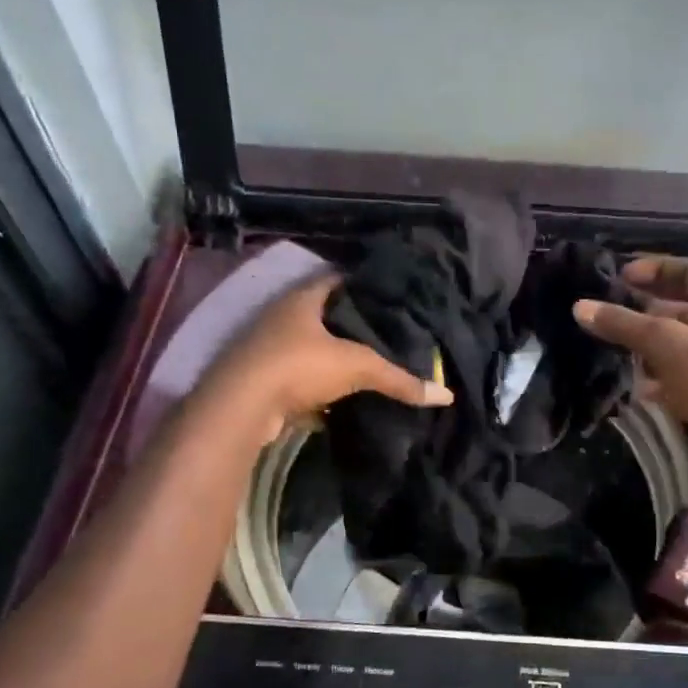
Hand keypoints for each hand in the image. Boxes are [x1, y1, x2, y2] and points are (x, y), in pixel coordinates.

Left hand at [209, 274, 451, 442]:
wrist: (241, 408)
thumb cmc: (298, 366)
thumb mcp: (357, 367)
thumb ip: (399, 379)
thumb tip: (446, 395)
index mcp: (301, 299)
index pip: (336, 279)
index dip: (363, 285)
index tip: (390, 295)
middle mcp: (280, 318)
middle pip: (322, 315)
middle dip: (351, 325)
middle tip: (387, 333)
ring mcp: (267, 350)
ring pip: (309, 349)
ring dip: (332, 358)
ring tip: (368, 365)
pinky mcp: (261, 382)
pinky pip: (298, 381)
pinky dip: (318, 390)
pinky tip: (341, 401)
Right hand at [573, 255, 687, 479]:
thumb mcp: (665, 344)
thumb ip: (623, 324)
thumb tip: (580, 307)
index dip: (656, 268)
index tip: (621, 275)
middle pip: (683, 308)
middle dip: (647, 311)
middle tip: (613, 311)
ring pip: (680, 344)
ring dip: (650, 346)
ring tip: (618, 348)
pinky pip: (682, 375)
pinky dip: (659, 376)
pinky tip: (637, 386)